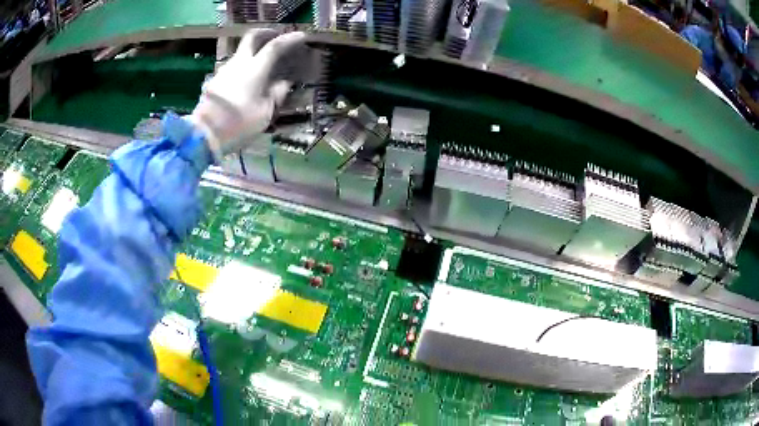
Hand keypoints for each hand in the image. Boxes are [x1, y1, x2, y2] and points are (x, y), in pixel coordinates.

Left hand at [189, 29, 314, 159]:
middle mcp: (238, 63)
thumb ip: (276, 94)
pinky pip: (232, 68)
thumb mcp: (264, 113)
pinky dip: (242, 69)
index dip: (289, 39)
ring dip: (252, 54)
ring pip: (240, 53)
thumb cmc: (238, 124)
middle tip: (274, 38)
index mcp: (254, 69)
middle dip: (264, 34)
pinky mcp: (214, 81)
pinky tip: (245, 82)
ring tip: (261, 66)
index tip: (300, 36)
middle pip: (251, 38)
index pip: (275, 46)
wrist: (204, 135)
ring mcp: (224, 71)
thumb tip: (283, 84)